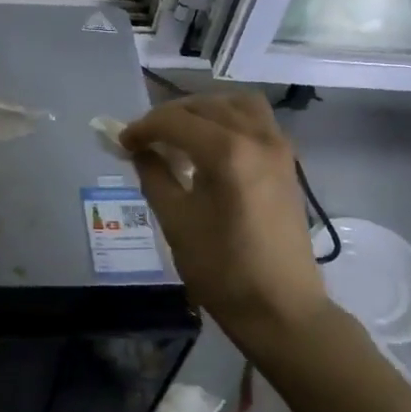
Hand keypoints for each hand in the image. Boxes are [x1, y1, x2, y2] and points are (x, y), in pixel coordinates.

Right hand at [121, 92, 328, 342]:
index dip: (143, 128)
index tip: (123, 143)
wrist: (281, 307)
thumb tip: (139, 150)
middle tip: (145, 139)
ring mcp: (278, 147)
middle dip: (170, 116)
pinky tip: (211, 146)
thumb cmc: (222, 269)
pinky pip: (257, 120)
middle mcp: (257, 137)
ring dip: (204, 110)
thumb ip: (154, 175)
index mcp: (227, 152)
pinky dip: (230, 120)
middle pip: (205, 106)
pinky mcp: (287, 161)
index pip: (175, 121)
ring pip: (236, 104)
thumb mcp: (175, 221)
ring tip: (180, 133)